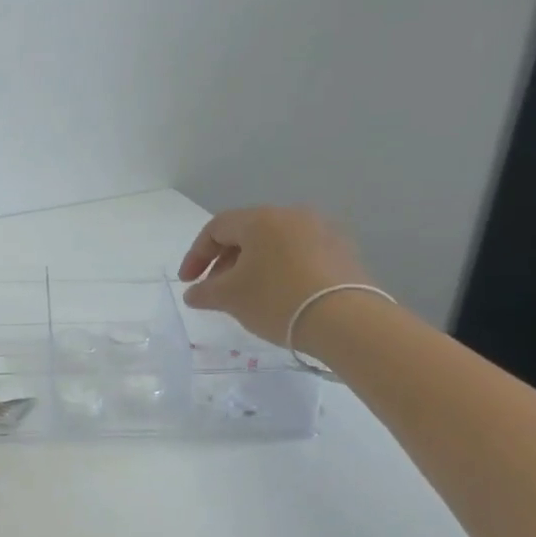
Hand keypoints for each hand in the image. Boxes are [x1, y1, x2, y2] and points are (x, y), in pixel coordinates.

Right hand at [178, 207, 371, 346]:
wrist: (346, 321)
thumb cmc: (277, 300)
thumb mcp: (230, 298)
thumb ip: (204, 291)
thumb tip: (193, 292)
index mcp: (261, 219)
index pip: (216, 228)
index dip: (196, 255)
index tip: (188, 282)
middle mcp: (293, 215)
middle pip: (247, 233)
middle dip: (224, 261)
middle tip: (215, 289)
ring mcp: (323, 231)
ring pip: (274, 244)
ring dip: (252, 266)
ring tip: (245, 294)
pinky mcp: (343, 252)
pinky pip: (299, 254)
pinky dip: (280, 270)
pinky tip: (278, 295)